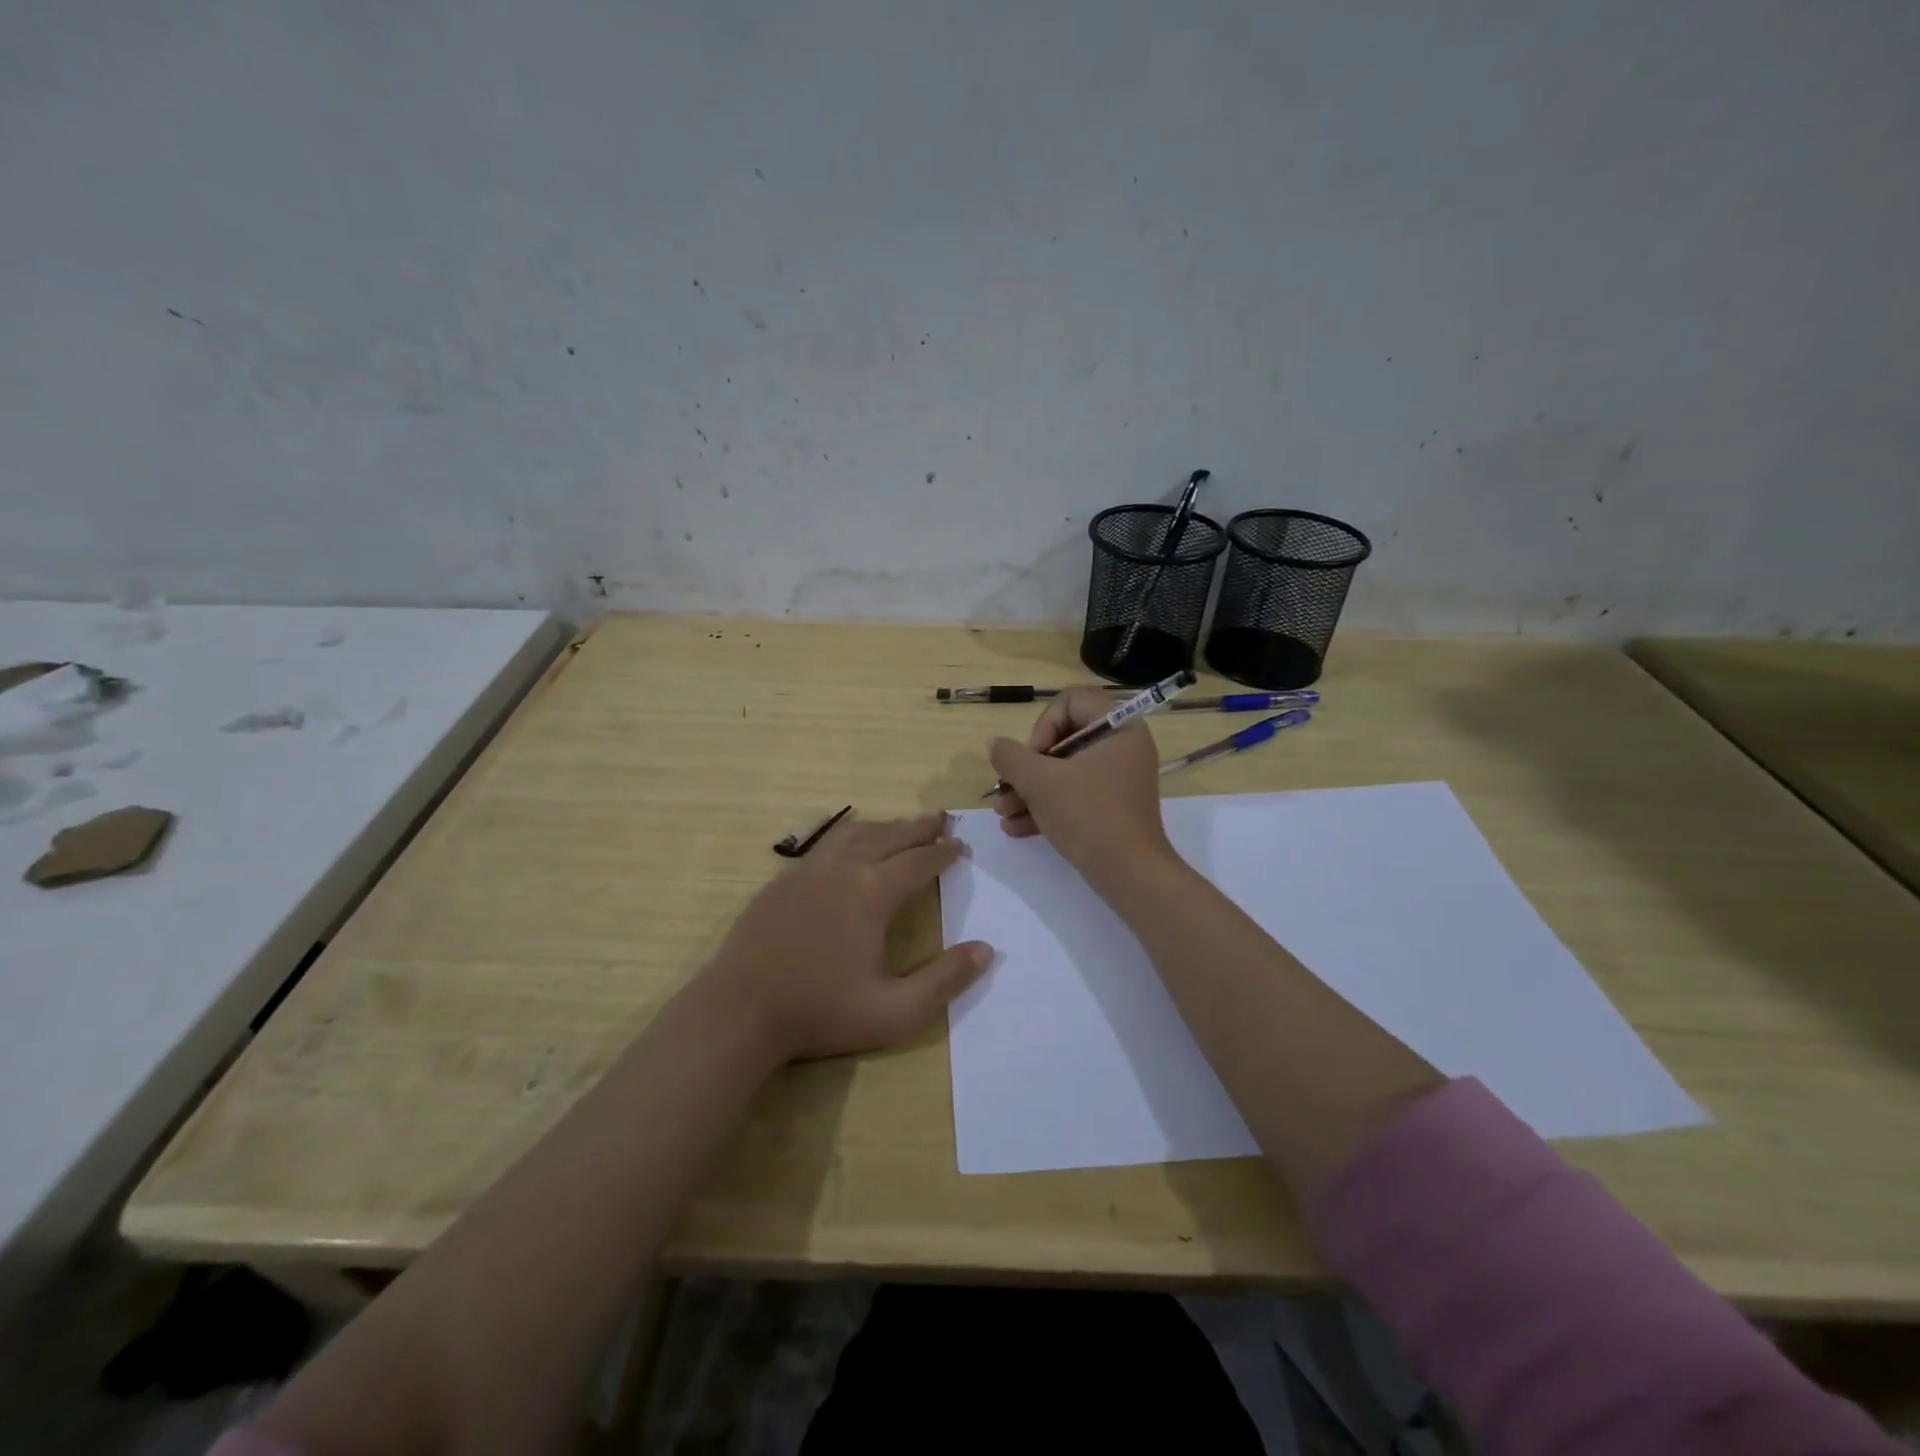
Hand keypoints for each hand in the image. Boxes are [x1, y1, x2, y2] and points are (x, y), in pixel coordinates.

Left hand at [703, 811, 992, 1062]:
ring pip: (853, 834)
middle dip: (918, 827)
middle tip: (940, 819)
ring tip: (901, 825)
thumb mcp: (895, 1012)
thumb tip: (986, 950)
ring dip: (883, 827)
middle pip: (888, 836)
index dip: (943, 853)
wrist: (739, 1011)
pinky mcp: (781, 883)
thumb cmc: (820, 1012)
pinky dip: (849, 837)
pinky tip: (847, 847)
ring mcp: (806, 872)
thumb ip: (945, 981)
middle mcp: (841, 870)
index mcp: (872, 894)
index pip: (918, 862)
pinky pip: (824, 846)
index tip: (960, 847)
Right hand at [987, 687, 1174, 887]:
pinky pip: (1074, 795)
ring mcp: (1117, 779)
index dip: (1044, 724)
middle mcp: (1122, 748)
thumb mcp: (1040, 782)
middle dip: (1026, 766)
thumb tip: (994, 744)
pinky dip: (1046, 807)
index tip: (1033, 756)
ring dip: (1028, 790)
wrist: (1129, 875)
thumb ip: (1011, 757)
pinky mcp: (1111, 807)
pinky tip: (1015, 827)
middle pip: (1063, 738)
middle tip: (1007, 786)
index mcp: (1118, 728)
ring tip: (1002, 812)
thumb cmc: (1088, 815)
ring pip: (1064, 771)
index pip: (1072, 701)